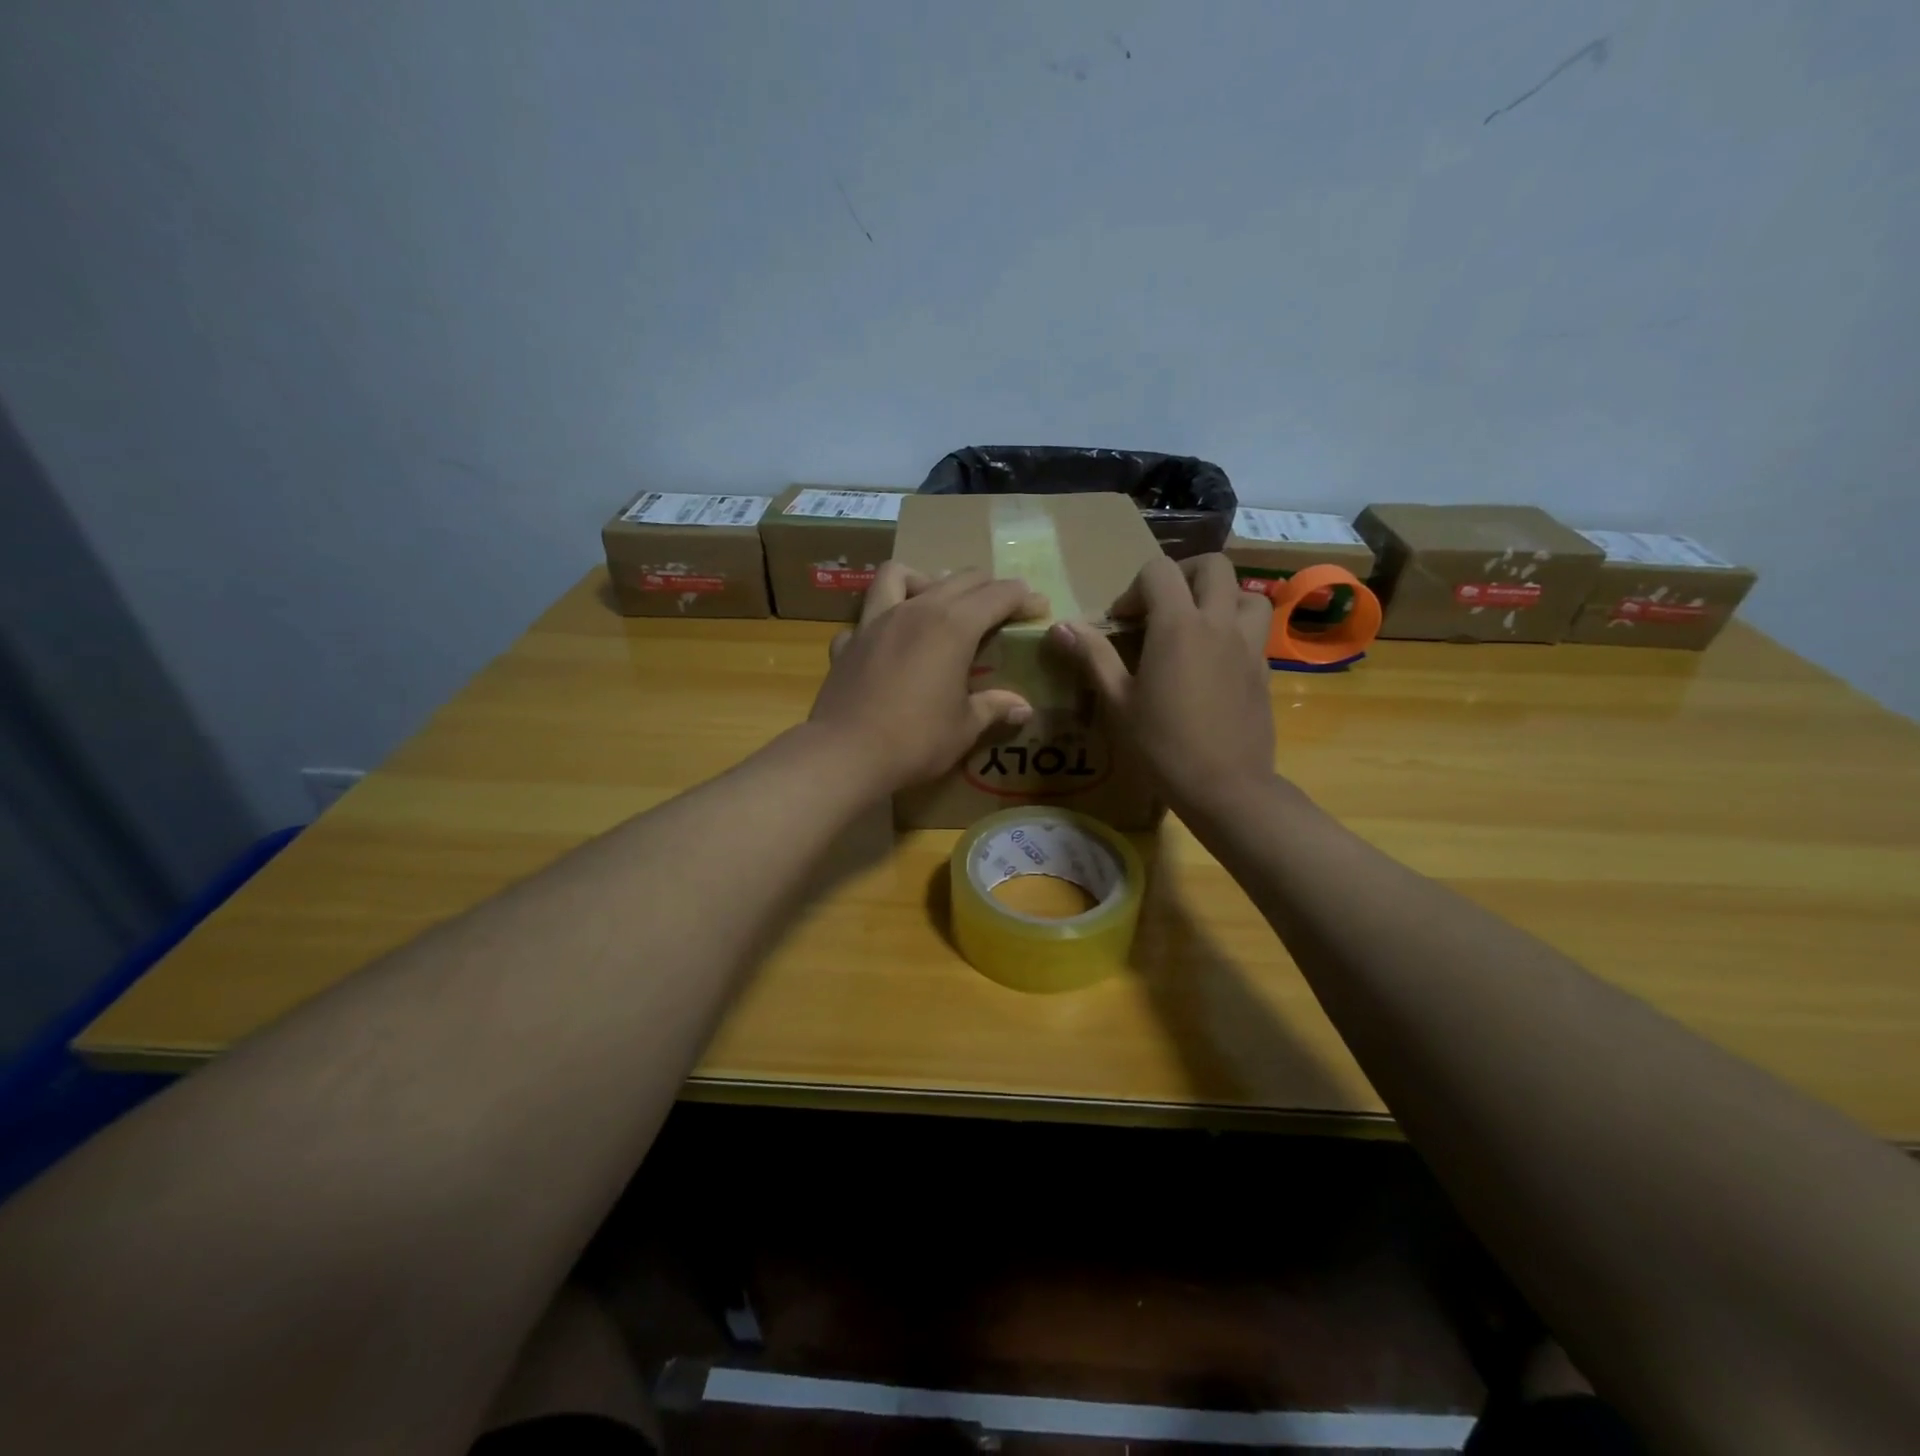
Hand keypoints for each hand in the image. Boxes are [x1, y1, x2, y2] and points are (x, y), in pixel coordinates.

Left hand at [808, 564, 1047, 793]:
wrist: (845, 754)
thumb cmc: (915, 740)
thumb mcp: (964, 727)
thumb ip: (993, 708)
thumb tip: (1023, 707)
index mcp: (952, 626)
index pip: (997, 595)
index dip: (1023, 597)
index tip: (1038, 607)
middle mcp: (915, 610)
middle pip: (957, 578)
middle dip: (986, 586)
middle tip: (1002, 608)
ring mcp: (875, 622)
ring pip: (898, 575)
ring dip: (923, 580)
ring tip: (935, 604)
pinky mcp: (847, 642)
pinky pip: (865, 618)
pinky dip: (880, 622)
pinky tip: (888, 644)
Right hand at [1048, 553, 1274, 815]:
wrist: (1225, 787)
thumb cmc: (1162, 746)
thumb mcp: (1117, 702)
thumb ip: (1093, 656)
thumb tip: (1060, 626)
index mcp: (1178, 626)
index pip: (1159, 571)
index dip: (1134, 589)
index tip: (1121, 624)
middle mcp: (1219, 623)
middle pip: (1212, 566)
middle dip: (1182, 576)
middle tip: (1160, 608)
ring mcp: (1249, 645)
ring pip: (1246, 594)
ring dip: (1219, 598)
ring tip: (1195, 627)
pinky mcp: (1264, 670)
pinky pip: (1255, 631)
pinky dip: (1234, 631)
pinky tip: (1213, 664)